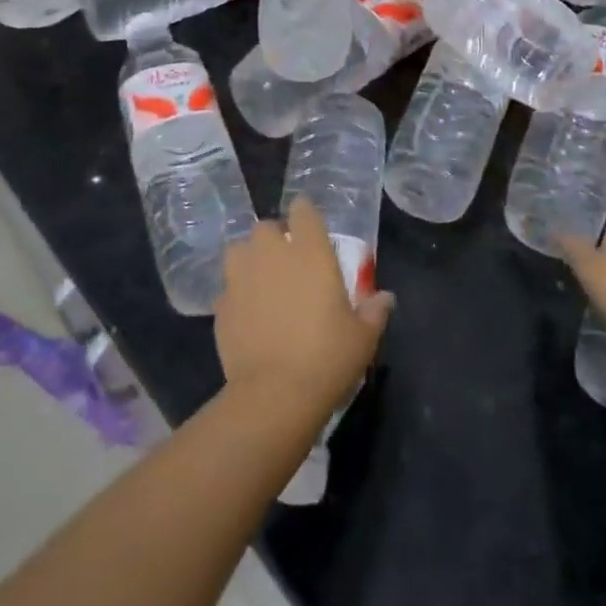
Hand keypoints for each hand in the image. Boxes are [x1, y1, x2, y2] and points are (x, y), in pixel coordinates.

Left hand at [215, 198, 394, 415]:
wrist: (275, 395)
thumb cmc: (327, 358)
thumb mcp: (363, 337)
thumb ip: (374, 310)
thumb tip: (385, 298)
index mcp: (310, 252)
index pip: (303, 210)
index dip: (305, 214)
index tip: (309, 226)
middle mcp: (272, 255)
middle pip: (265, 227)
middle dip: (274, 238)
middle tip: (287, 261)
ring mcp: (242, 278)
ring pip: (239, 251)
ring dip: (249, 260)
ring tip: (261, 282)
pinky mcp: (221, 306)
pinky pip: (227, 289)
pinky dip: (236, 296)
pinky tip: (247, 315)